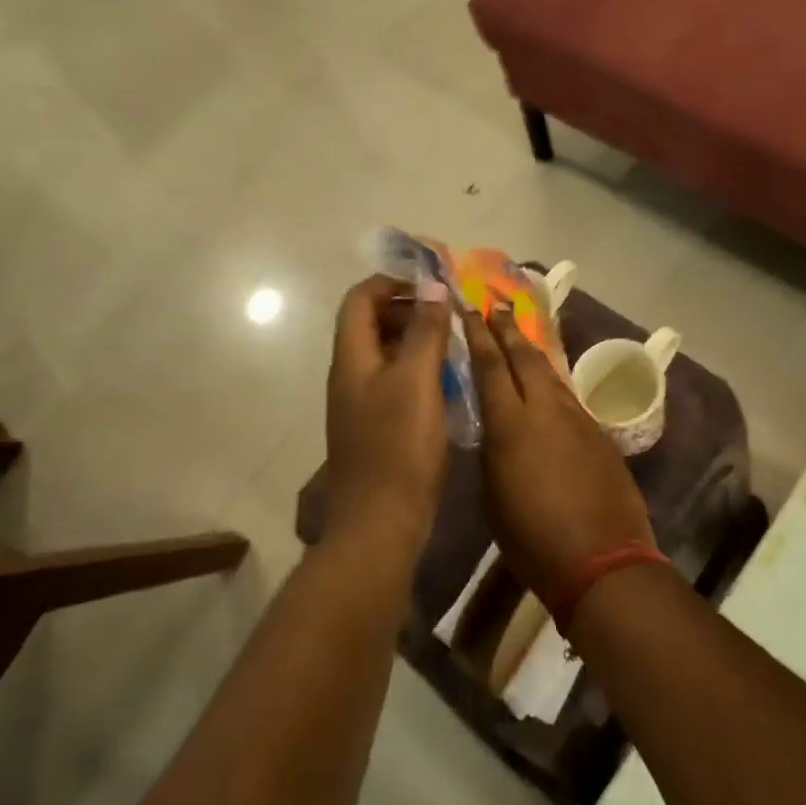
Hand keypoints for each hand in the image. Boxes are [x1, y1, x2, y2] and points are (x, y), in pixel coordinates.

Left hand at [324, 274, 452, 554]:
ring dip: (417, 339)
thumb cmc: (399, 446)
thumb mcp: (417, 380)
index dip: (392, 282)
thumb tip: (431, 285)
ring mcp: (361, 402)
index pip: (361, 298)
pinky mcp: (377, 425)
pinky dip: (419, 369)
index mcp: (352, 357)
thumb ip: (424, 330)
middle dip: (409, 308)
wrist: (381, 523)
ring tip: (454, 343)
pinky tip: (448, 381)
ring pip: (386, 352)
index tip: (432, 285)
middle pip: (371, 322)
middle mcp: (351, 374)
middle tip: (449, 313)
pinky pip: (395, 381)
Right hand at [463, 305, 654, 603]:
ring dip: (532, 351)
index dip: (479, 335)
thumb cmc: (532, 538)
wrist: (602, 558)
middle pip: (524, 356)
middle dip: (508, 329)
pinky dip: (553, 382)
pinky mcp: (598, 433)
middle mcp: (545, 409)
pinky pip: (569, 396)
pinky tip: (548, 384)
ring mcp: (576, 418)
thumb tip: (496, 431)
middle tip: (497, 306)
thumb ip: (492, 452)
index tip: (470, 310)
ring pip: (550, 373)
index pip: (490, 366)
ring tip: (520, 336)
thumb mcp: (492, 496)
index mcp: (510, 424)